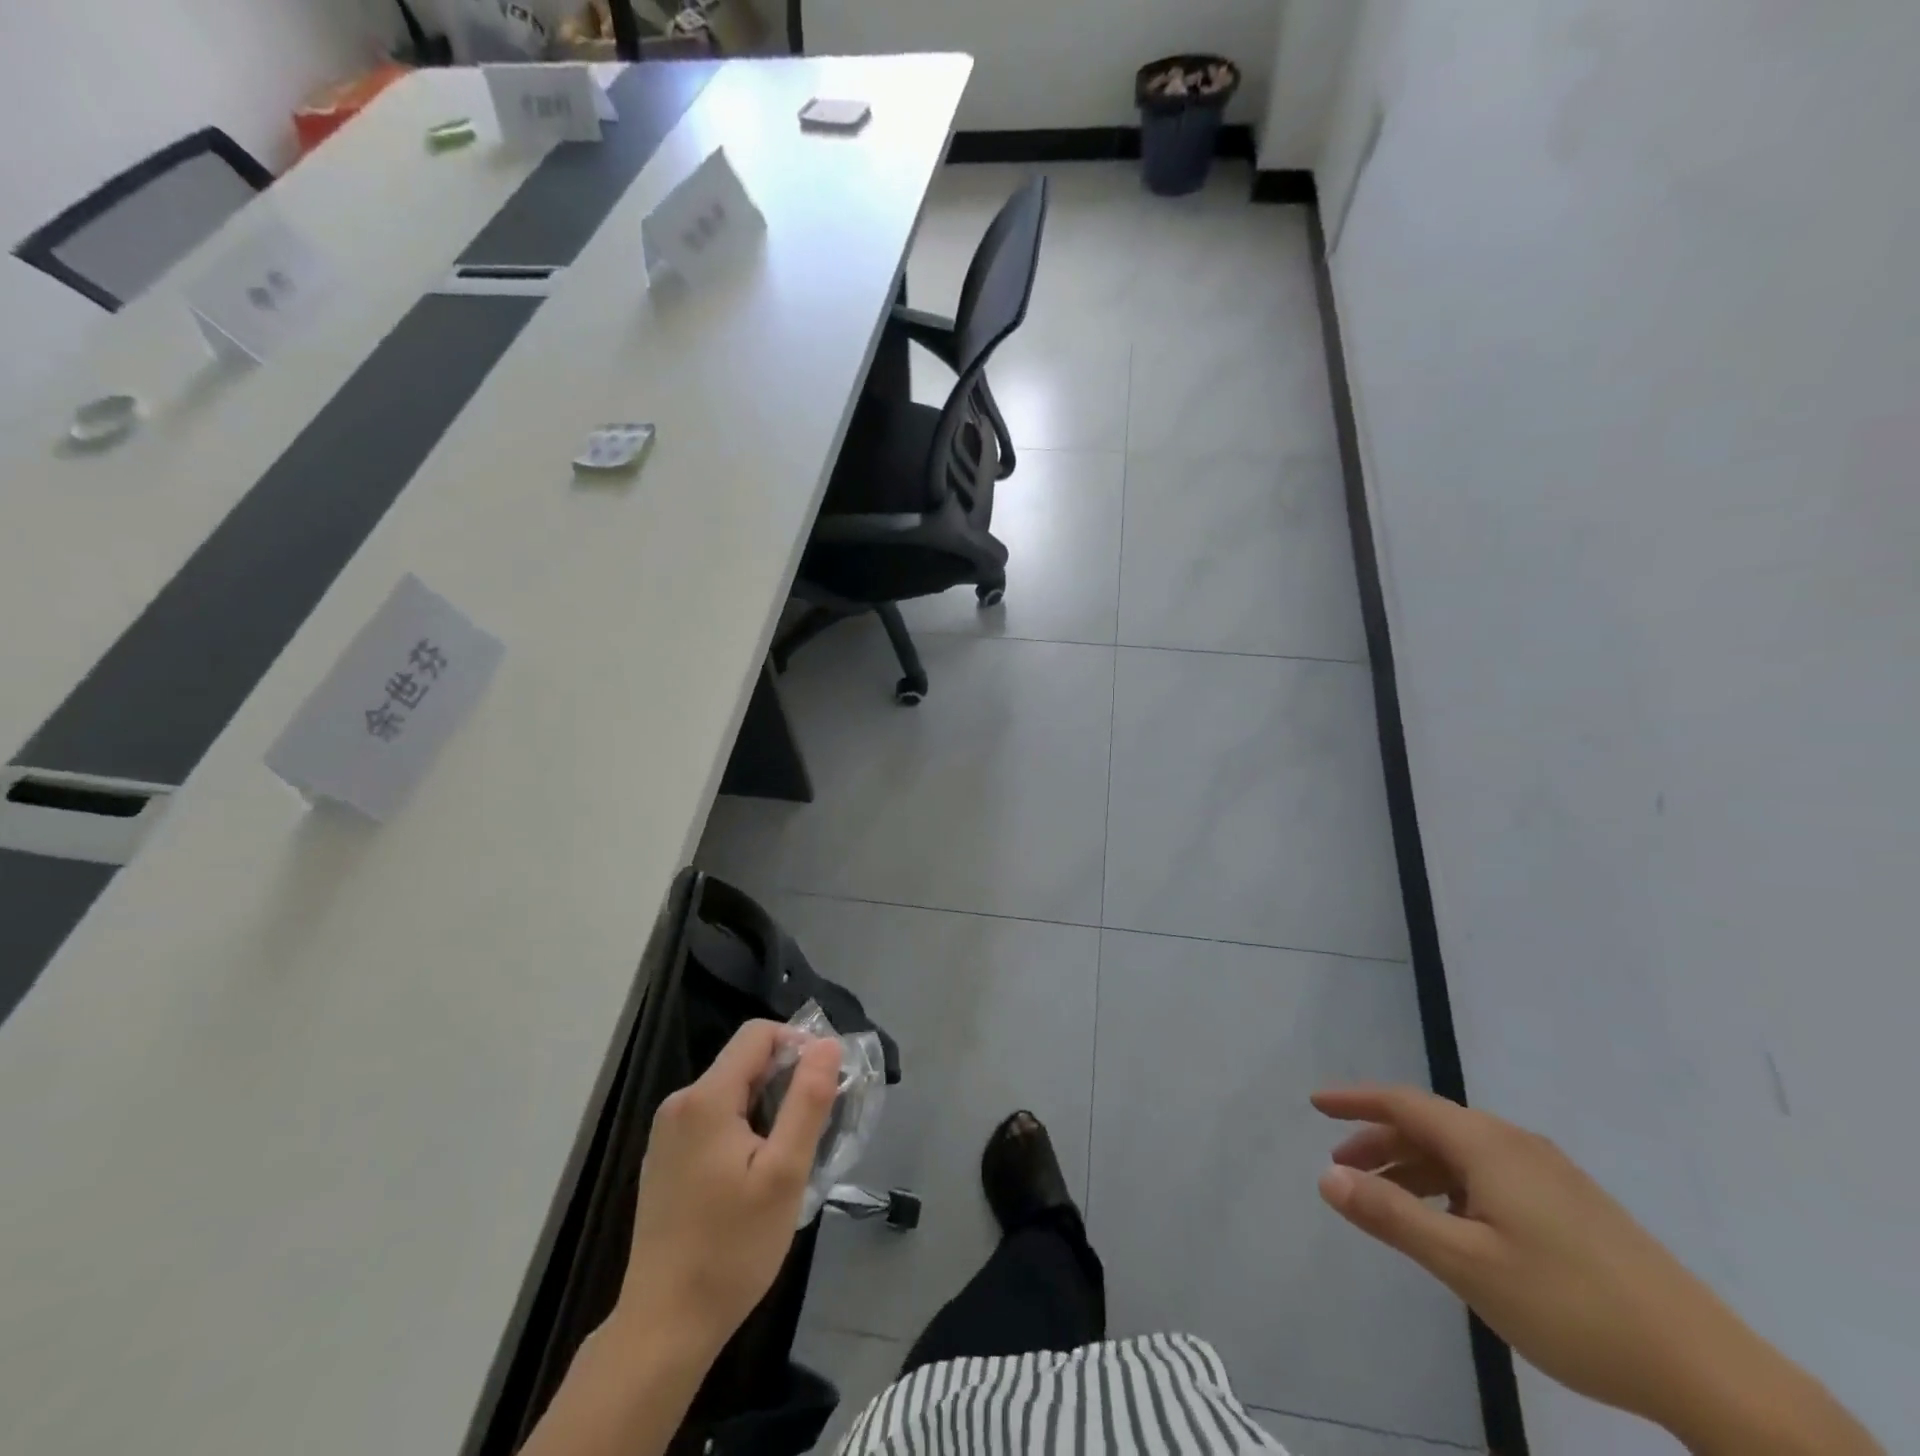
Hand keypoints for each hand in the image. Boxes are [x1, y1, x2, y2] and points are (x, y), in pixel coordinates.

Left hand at [617, 1022, 840, 1358]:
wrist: (663, 1328)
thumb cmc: (731, 1248)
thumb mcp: (785, 1173)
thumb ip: (808, 1101)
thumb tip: (827, 1044)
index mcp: (706, 1098)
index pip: (758, 1034)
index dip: (798, 1045)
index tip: (823, 1085)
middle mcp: (680, 1103)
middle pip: (744, 1062)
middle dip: (785, 1081)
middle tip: (812, 1129)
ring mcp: (667, 1133)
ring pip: (731, 1092)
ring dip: (767, 1107)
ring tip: (788, 1158)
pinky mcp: (665, 1160)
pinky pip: (713, 1119)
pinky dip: (743, 1129)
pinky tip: (754, 1177)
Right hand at [1311, 1085, 1879, 1453]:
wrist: (1710, 1369)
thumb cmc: (1572, 1307)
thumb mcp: (1467, 1264)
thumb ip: (1392, 1216)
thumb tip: (1327, 1177)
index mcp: (1487, 1145)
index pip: (1404, 1103)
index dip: (1355, 1101)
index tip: (1314, 1104)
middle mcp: (1516, 1144)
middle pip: (1430, 1124)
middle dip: (1380, 1140)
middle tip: (1343, 1168)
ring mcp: (1551, 1174)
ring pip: (1462, 1152)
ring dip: (1415, 1167)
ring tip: (1389, 1202)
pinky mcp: (1574, 1205)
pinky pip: (1491, 1174)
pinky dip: (1452, 1185)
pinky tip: (1453, 1225)